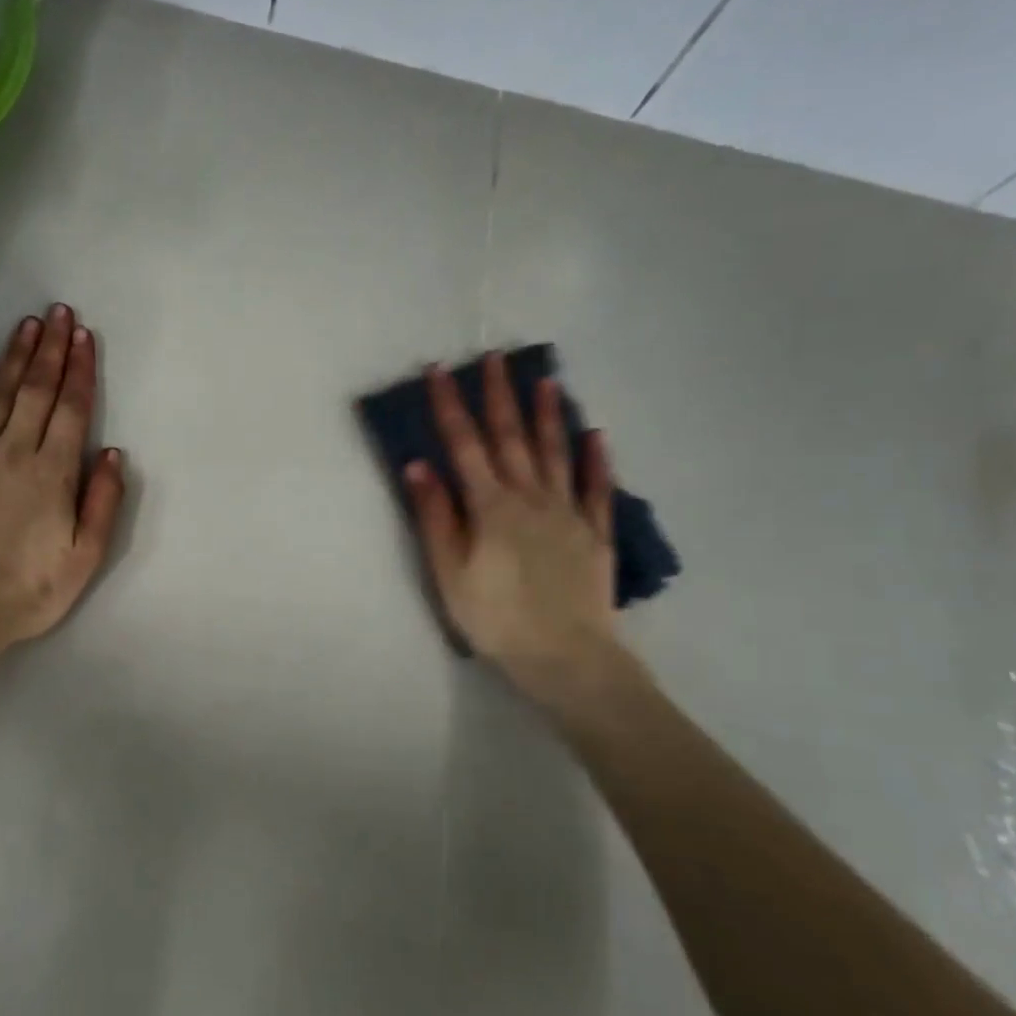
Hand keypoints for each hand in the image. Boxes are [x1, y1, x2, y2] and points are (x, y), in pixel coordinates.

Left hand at [0, 304, 125, 653]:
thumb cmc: (26, 591)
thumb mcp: (84, 557)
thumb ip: (101, 501)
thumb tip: (111, 452)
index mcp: (52, 474)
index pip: (71, 410)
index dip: (80, 370)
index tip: (84, 336)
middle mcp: (13, 452)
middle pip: (37, 391)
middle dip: (51, 349)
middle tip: (59, 313)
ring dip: (17, 357)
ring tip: (28, 324)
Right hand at [404, 353, 626, 697]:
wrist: (566, 658)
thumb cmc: (496, 619)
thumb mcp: (449, 573)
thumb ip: (436, 517)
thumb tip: (419, 465)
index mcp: (490, 506)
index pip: (464, 445)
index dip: (449, 406)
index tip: (439, 371)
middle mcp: (530, 497)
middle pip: (511, 438)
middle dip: (499, 395)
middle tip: (496, 357)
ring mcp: (568, 513)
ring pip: (555, 453)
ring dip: (548, 415)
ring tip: (546, 380)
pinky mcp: (595, 533)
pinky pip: (597, 488)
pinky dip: (595, 460)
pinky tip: (595, 435)